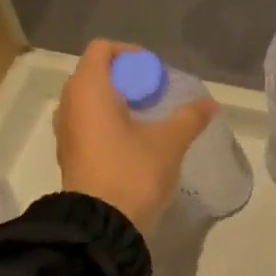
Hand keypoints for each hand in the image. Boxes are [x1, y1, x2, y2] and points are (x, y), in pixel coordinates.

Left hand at [56, 39, 216, 236]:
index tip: (155, 73)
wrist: (102, 225)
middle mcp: (69, 104)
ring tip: (147, 119)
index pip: (102, 50)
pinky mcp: (69, 154)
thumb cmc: (132, 173)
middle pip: (95, 74)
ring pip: (90, 101)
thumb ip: (190, 118)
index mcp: (88, 90)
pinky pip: (87, 124)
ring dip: (117, 103)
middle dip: (127, 79)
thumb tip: (210, 103)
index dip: (130, 53)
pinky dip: (107, 123)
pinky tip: (133, 142)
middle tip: (156, 96)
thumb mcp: (169, 143)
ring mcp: (65, 131)